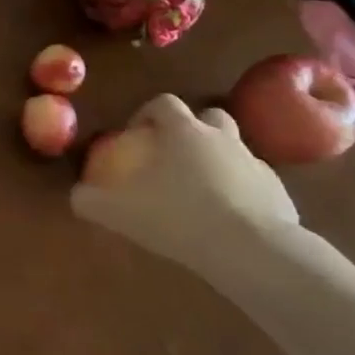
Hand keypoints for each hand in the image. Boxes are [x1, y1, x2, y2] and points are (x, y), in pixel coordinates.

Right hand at [70, 93, 300, 285]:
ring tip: (201, 192)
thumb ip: (91, 200)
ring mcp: (254, 163)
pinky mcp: (279, 193)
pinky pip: (255, 184)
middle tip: (174, 157)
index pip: (163, 103)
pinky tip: (230, 221)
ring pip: (235, 149)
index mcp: (183, 131)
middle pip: (208, 117)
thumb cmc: (179, 217)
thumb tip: (75, 195)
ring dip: (218, 161)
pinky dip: (242, 194)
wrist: (252, 250)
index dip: (146, 114)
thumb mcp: (120, 212)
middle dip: (191, 130)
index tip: (136, 136)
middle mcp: (221, 137)